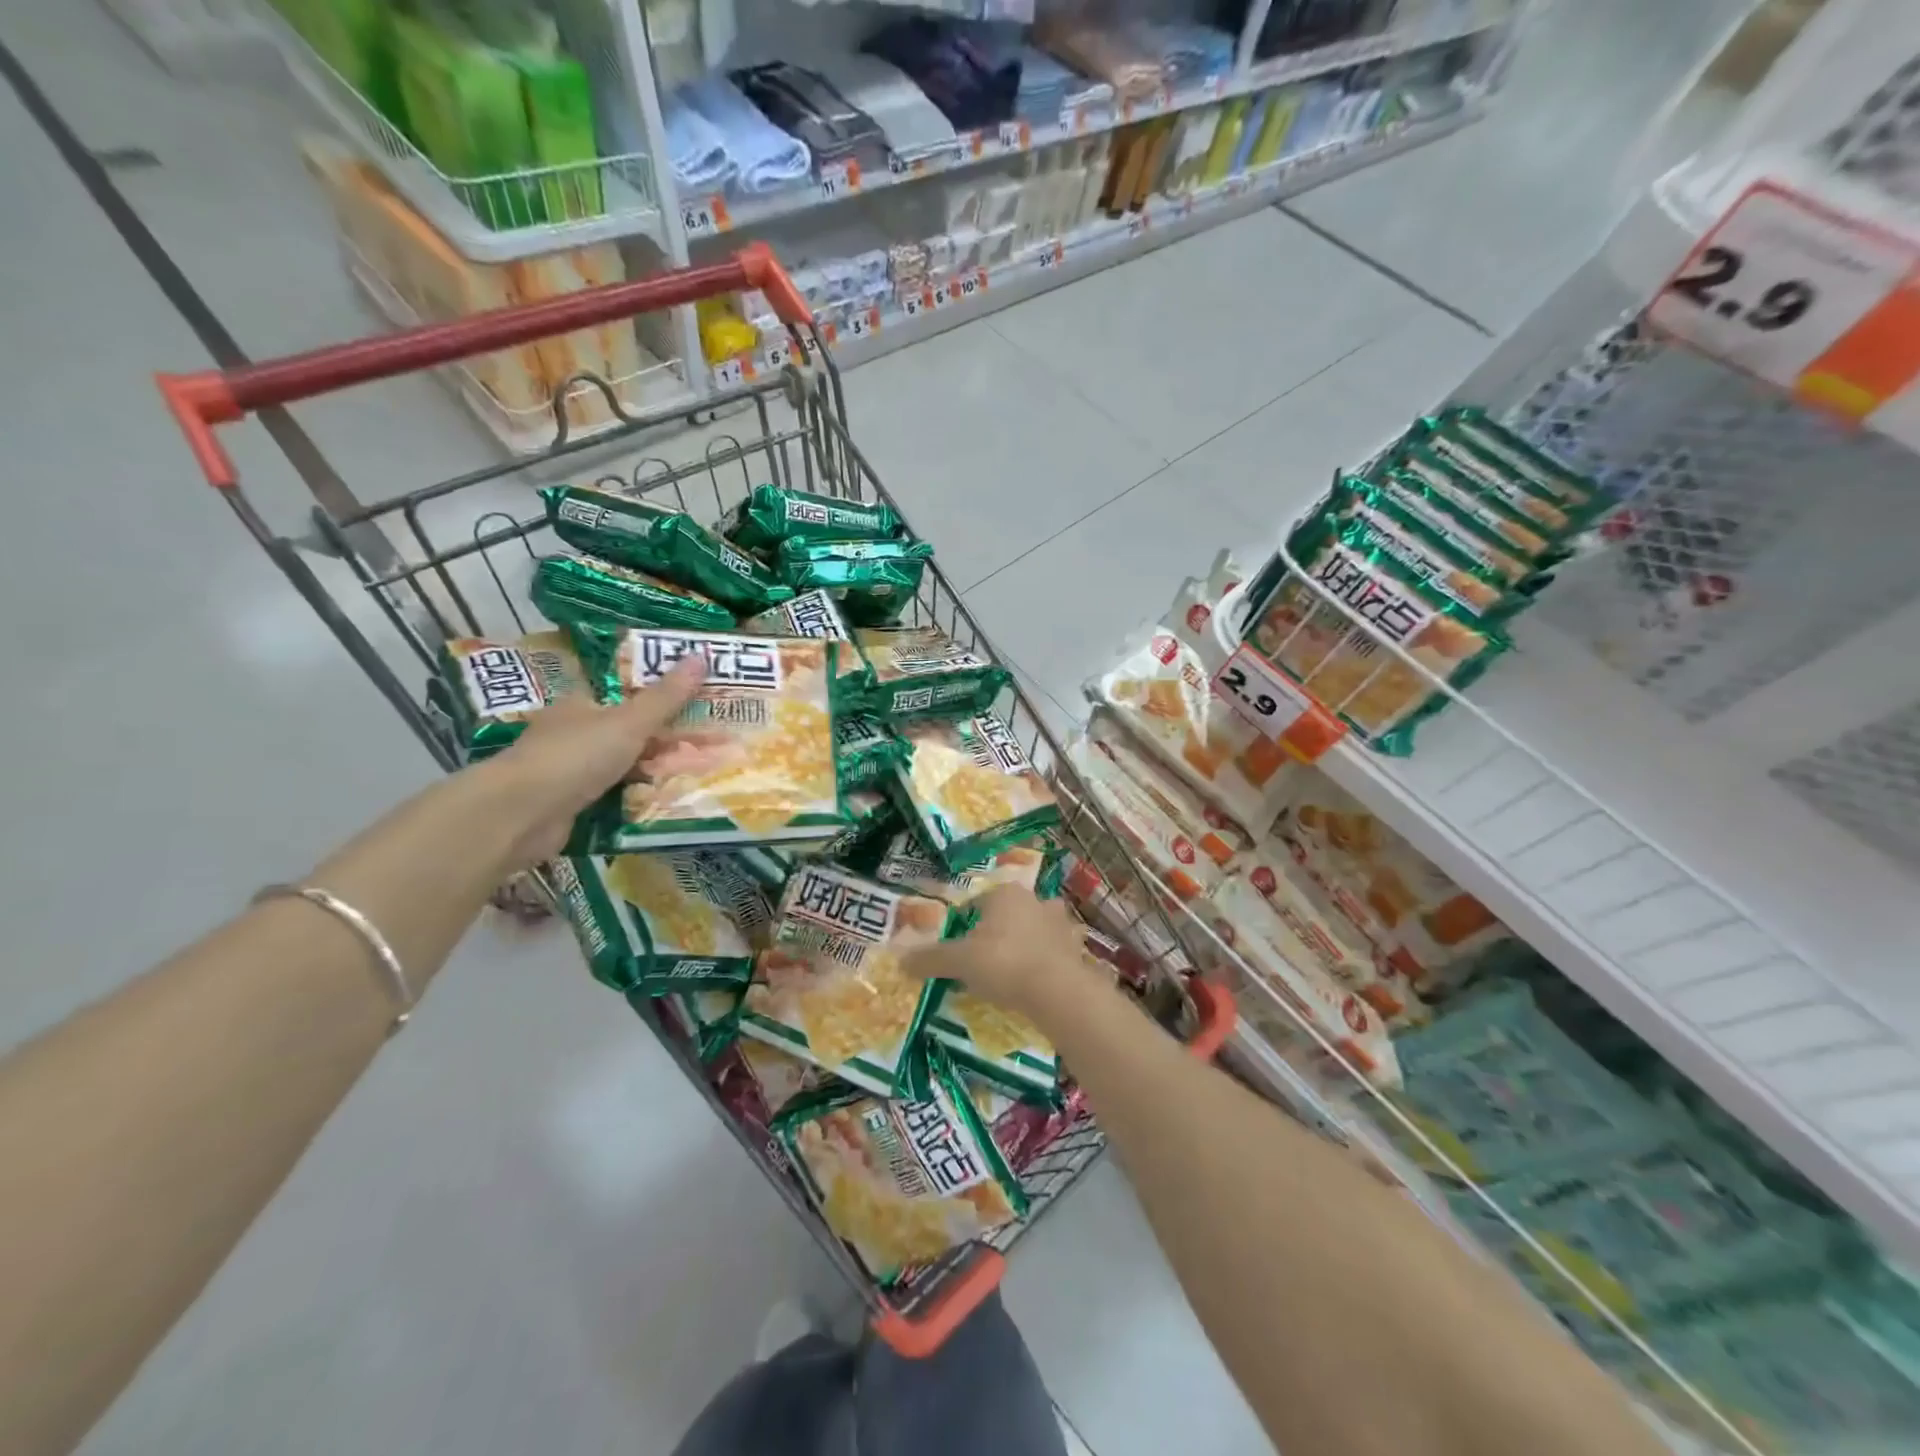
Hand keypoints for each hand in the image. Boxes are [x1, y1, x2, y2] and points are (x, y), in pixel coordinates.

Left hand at [481, 657, 705, 866]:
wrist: (521, 813)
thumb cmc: (576, 756)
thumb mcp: (630, 722)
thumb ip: (666, 696)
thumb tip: (702, 655)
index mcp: (581, 704)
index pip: (623, 695)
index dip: (658, 698)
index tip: (695, 706)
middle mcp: (571, 733)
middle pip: (624, 731)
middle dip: (660, 739)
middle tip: (705, 744)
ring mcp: (567, 770)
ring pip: (619, 765)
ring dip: (649, 771)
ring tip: (694, 775)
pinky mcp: (569, 804)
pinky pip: (611, 795)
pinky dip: (633, 798)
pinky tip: (662, 802)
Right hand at [902, 886, 1098, 1023]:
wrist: (1058, 991)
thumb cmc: (1003, 963)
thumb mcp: (959, 962)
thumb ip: (931, 959)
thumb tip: (901, 960)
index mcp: (1005, 894)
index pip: (976, 904)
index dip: (963, 925)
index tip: (957, 950)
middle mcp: (1035, 900)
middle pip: (1008, 914)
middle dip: (998, 932)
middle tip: (984, 961)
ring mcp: (1061, 923)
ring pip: (1036, 929)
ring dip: (1026, 944)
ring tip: (1012, 971)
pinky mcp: (1077, 948)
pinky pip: (1055, 952)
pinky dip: (1046, 962)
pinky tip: (1036, 982)